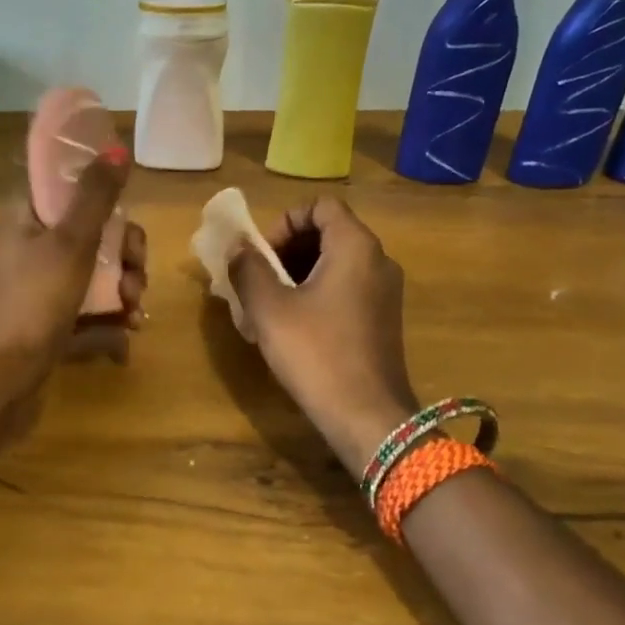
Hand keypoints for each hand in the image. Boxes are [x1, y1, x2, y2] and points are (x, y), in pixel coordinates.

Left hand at [0, 150, 147, 392]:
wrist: (4, 375)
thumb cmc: (35, 300)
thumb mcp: (71, 242)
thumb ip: (96, 196)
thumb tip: (118, 148)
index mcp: (27, 216)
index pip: (67, 184)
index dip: (102, 192)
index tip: (127, 211)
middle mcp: (34, 244)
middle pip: (95, 230)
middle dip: (127, 252)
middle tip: (137, 272)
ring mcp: (45, 282)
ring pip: (100, 268)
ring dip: (127, 285)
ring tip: (134, 310)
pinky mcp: (55, 315)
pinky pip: (93, 302)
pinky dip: (113, 312)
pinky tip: (128, 329)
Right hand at [230, 196, 417, 470]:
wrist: (367, 416)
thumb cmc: (316, 354)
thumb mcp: (269, 309)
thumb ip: (249, 269)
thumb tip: (238, 248)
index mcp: (356, 247)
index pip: (320, 207)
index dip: (284, 222)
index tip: (261, 254)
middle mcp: (378, 260)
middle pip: (329, 232)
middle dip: (287, 249)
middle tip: (258, 278)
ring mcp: (385, 292)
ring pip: (336, 262)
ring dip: (298, 272)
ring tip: (269, 304)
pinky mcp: (383, 319)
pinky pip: (346, 287)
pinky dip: (317, 292)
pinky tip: (293, 325)